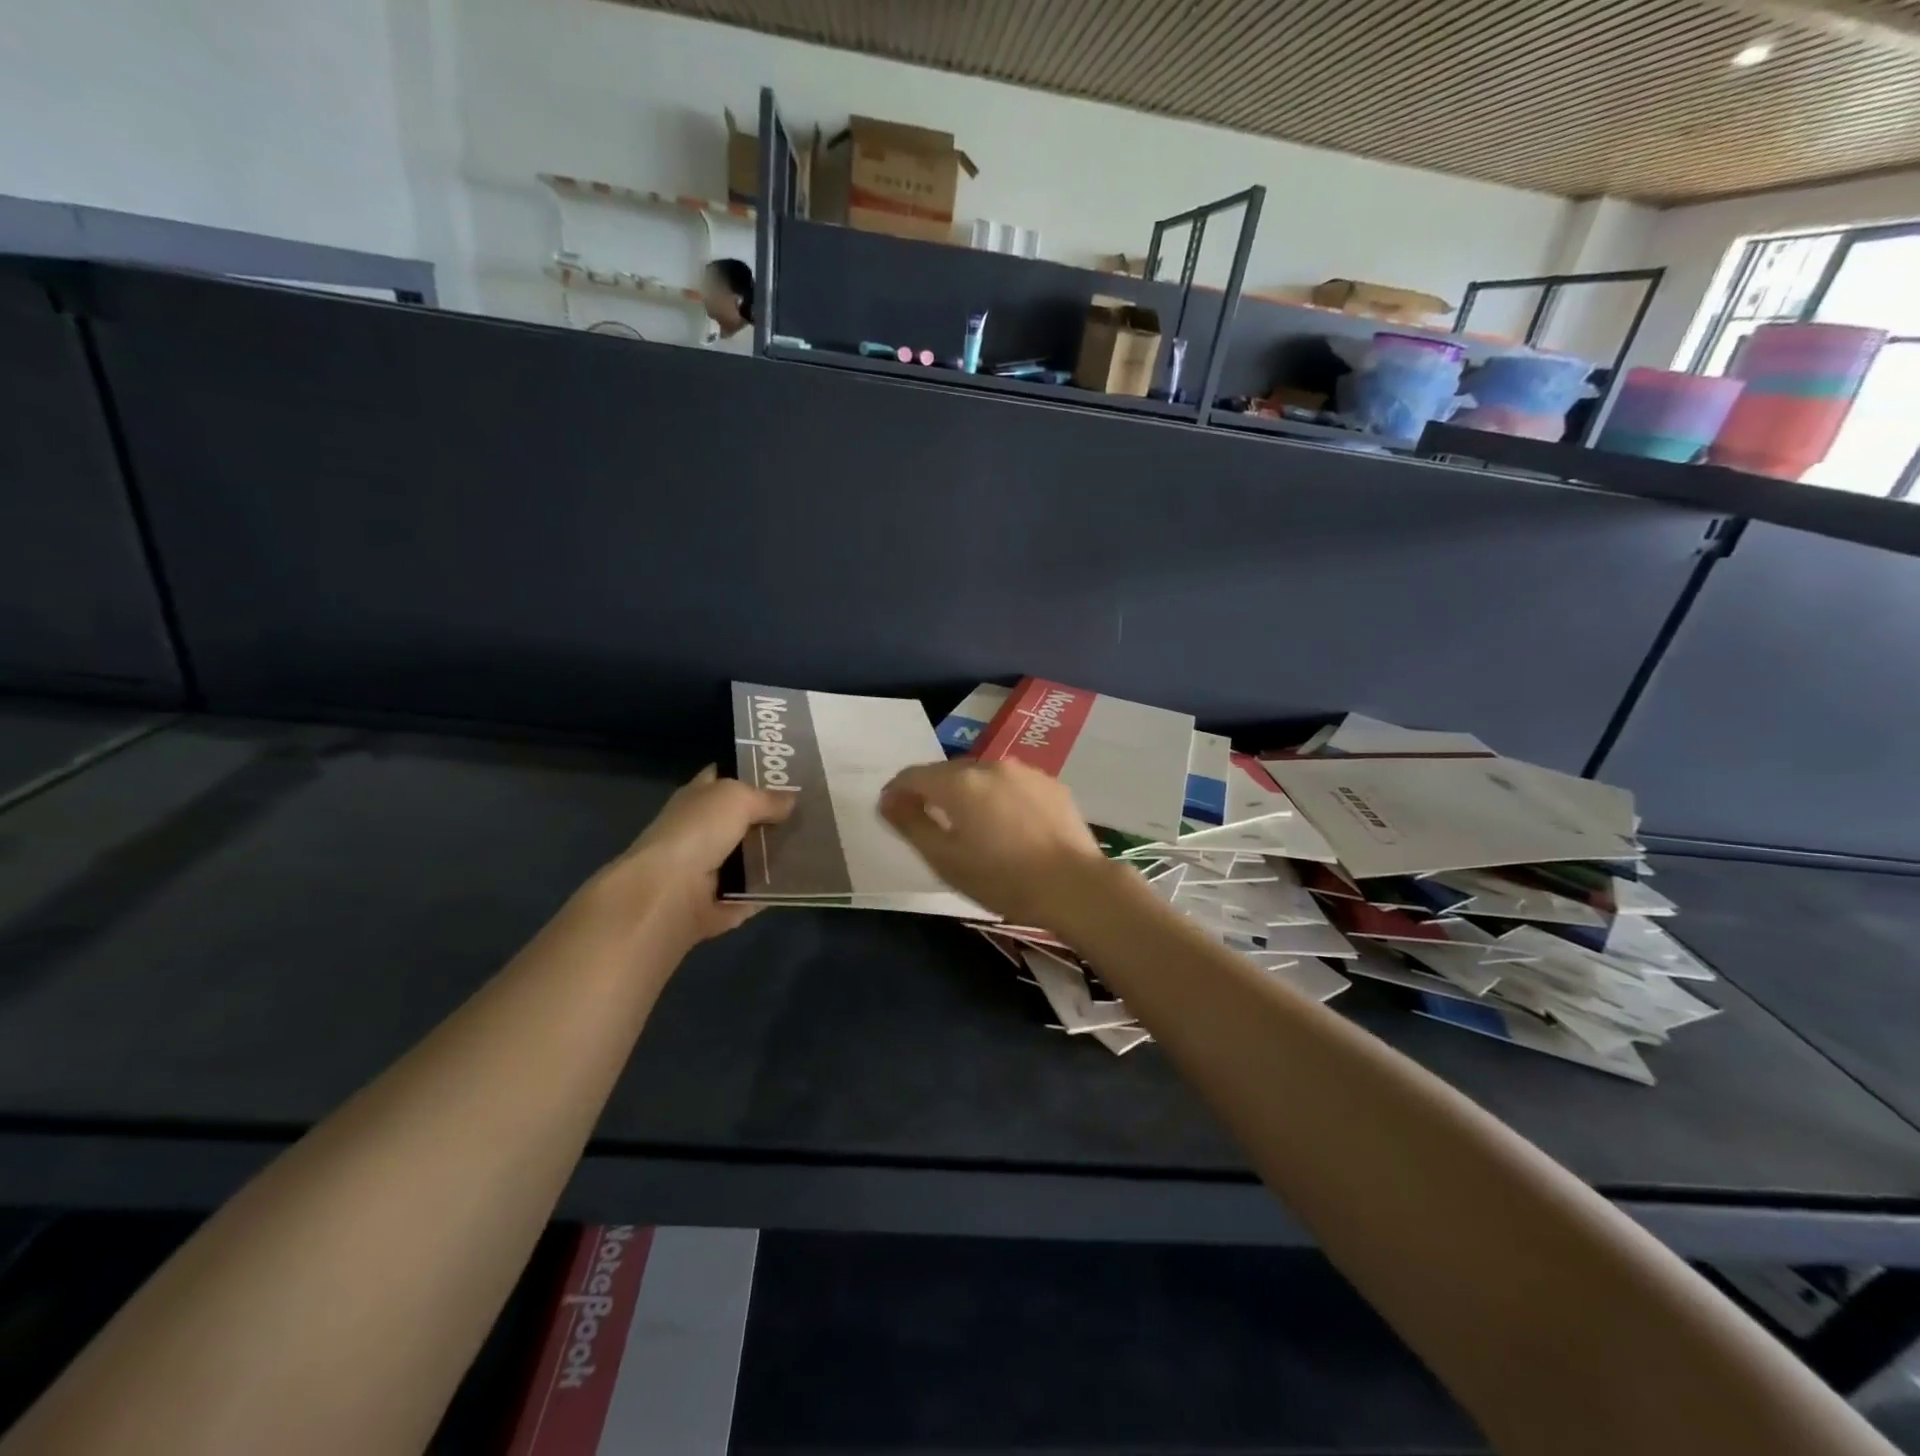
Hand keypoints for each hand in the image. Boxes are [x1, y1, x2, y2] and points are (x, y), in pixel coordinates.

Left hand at [586, 766, 794, 951]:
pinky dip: (774, 890)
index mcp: (697, 799)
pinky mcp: (720, 903)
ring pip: (751, 858)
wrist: (668, 895)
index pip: (724, 777)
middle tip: (813, 811)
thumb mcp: (737, 798)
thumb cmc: (697, 833)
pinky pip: (755, 894)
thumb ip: (766, 798)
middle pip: (743, 820)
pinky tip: (803, 879)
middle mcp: (701, 831)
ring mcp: (709, 870)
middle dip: (774, 817)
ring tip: (818, 846)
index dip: (752, 773)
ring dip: (778, 855)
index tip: (788, 774)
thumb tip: (791, 801)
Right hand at [879, 759, 1107, 926]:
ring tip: (971, 823)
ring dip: (968, 792)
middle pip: (949, 772)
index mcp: (959, 782)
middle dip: (933, 791)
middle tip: (929, 820)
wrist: (1074, 886)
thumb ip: (911, 824)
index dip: (897, 791)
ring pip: (983, 776)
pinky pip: (1012, 784)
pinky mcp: (1051, 784)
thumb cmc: (1002, 878)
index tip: (890, 810)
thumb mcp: (945, 859)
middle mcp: (990, 765)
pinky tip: (1008, 824)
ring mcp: (1025, 771)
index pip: (914, 775)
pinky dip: (999, 796)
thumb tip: (888, 800)